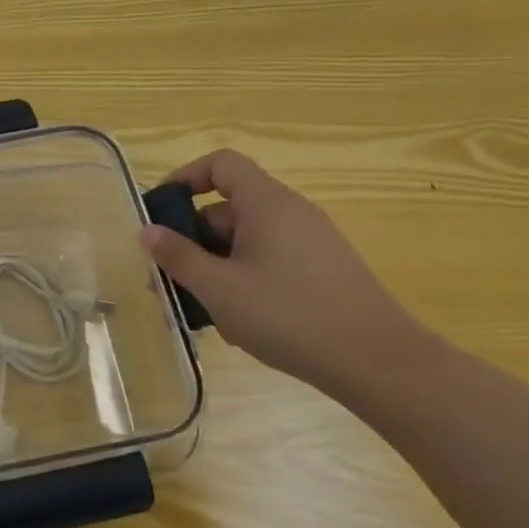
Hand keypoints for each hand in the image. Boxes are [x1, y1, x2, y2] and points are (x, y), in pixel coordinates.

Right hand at [140, 149, 432, 387]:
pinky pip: (271, 260)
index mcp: (267, 203)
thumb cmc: (289, 315)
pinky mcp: (325, 271)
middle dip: (195, 237)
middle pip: (230, 207)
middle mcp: (292, 213)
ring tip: (203, 306)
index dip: (187, 177)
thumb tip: (148, 231)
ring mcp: (313, 243)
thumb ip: (178, 256)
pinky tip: (241, 319)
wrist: (380, 364)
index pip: (222, 164)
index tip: (162, 210)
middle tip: (172, 276)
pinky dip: (246, 278)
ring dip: (217, 264)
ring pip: (248, 239)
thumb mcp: (219, 288)